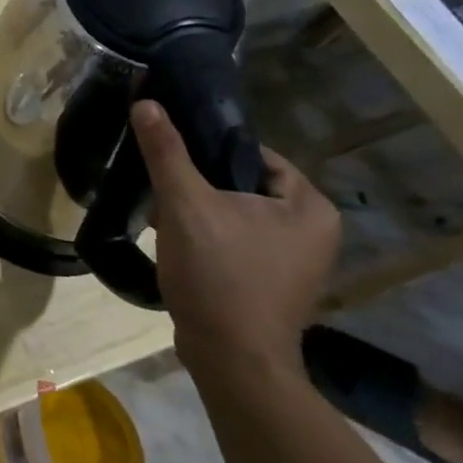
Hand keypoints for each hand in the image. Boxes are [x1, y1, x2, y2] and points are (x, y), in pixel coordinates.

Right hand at [129, 100, 339, 378]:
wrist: (231, 360)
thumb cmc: (219, 275)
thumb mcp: (185, 204)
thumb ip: (166, 151)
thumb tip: (146, 103)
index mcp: (309, 206)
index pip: (253, 154)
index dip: (209, 150)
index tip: (171, 156)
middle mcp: (315, 231)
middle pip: (242, 184)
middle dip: (200, 184)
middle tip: (163, 187)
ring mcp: (296, 262)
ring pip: (236, 214)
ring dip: (201, 211)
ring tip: (165, 214)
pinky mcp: (274, 284)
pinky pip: (238, 241)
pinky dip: (210, 237)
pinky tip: (179, 243)